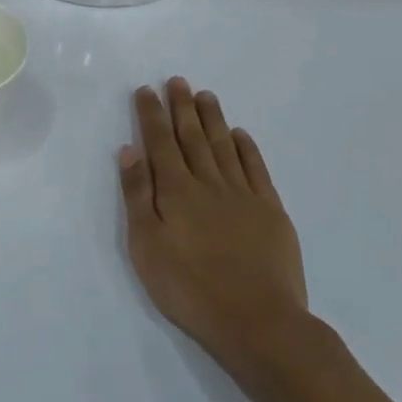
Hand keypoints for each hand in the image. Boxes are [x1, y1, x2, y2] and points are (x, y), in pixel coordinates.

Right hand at [119, 79, 310, 392]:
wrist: (258, 321)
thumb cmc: (189, 287)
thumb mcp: (146, 245)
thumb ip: (138, 195)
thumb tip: (130, 150)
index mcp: (175, 191)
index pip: (160, 142)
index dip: (151, 115)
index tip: (145, 91)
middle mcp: (209, 183)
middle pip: (192, 137)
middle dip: (181, 107)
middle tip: (177, 81)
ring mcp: (243, 196)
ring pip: (224, 147)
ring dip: (212, 119)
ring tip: (204, 95)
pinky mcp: (271, 212)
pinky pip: (256, 169)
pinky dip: (246, 148)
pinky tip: (239, 135)